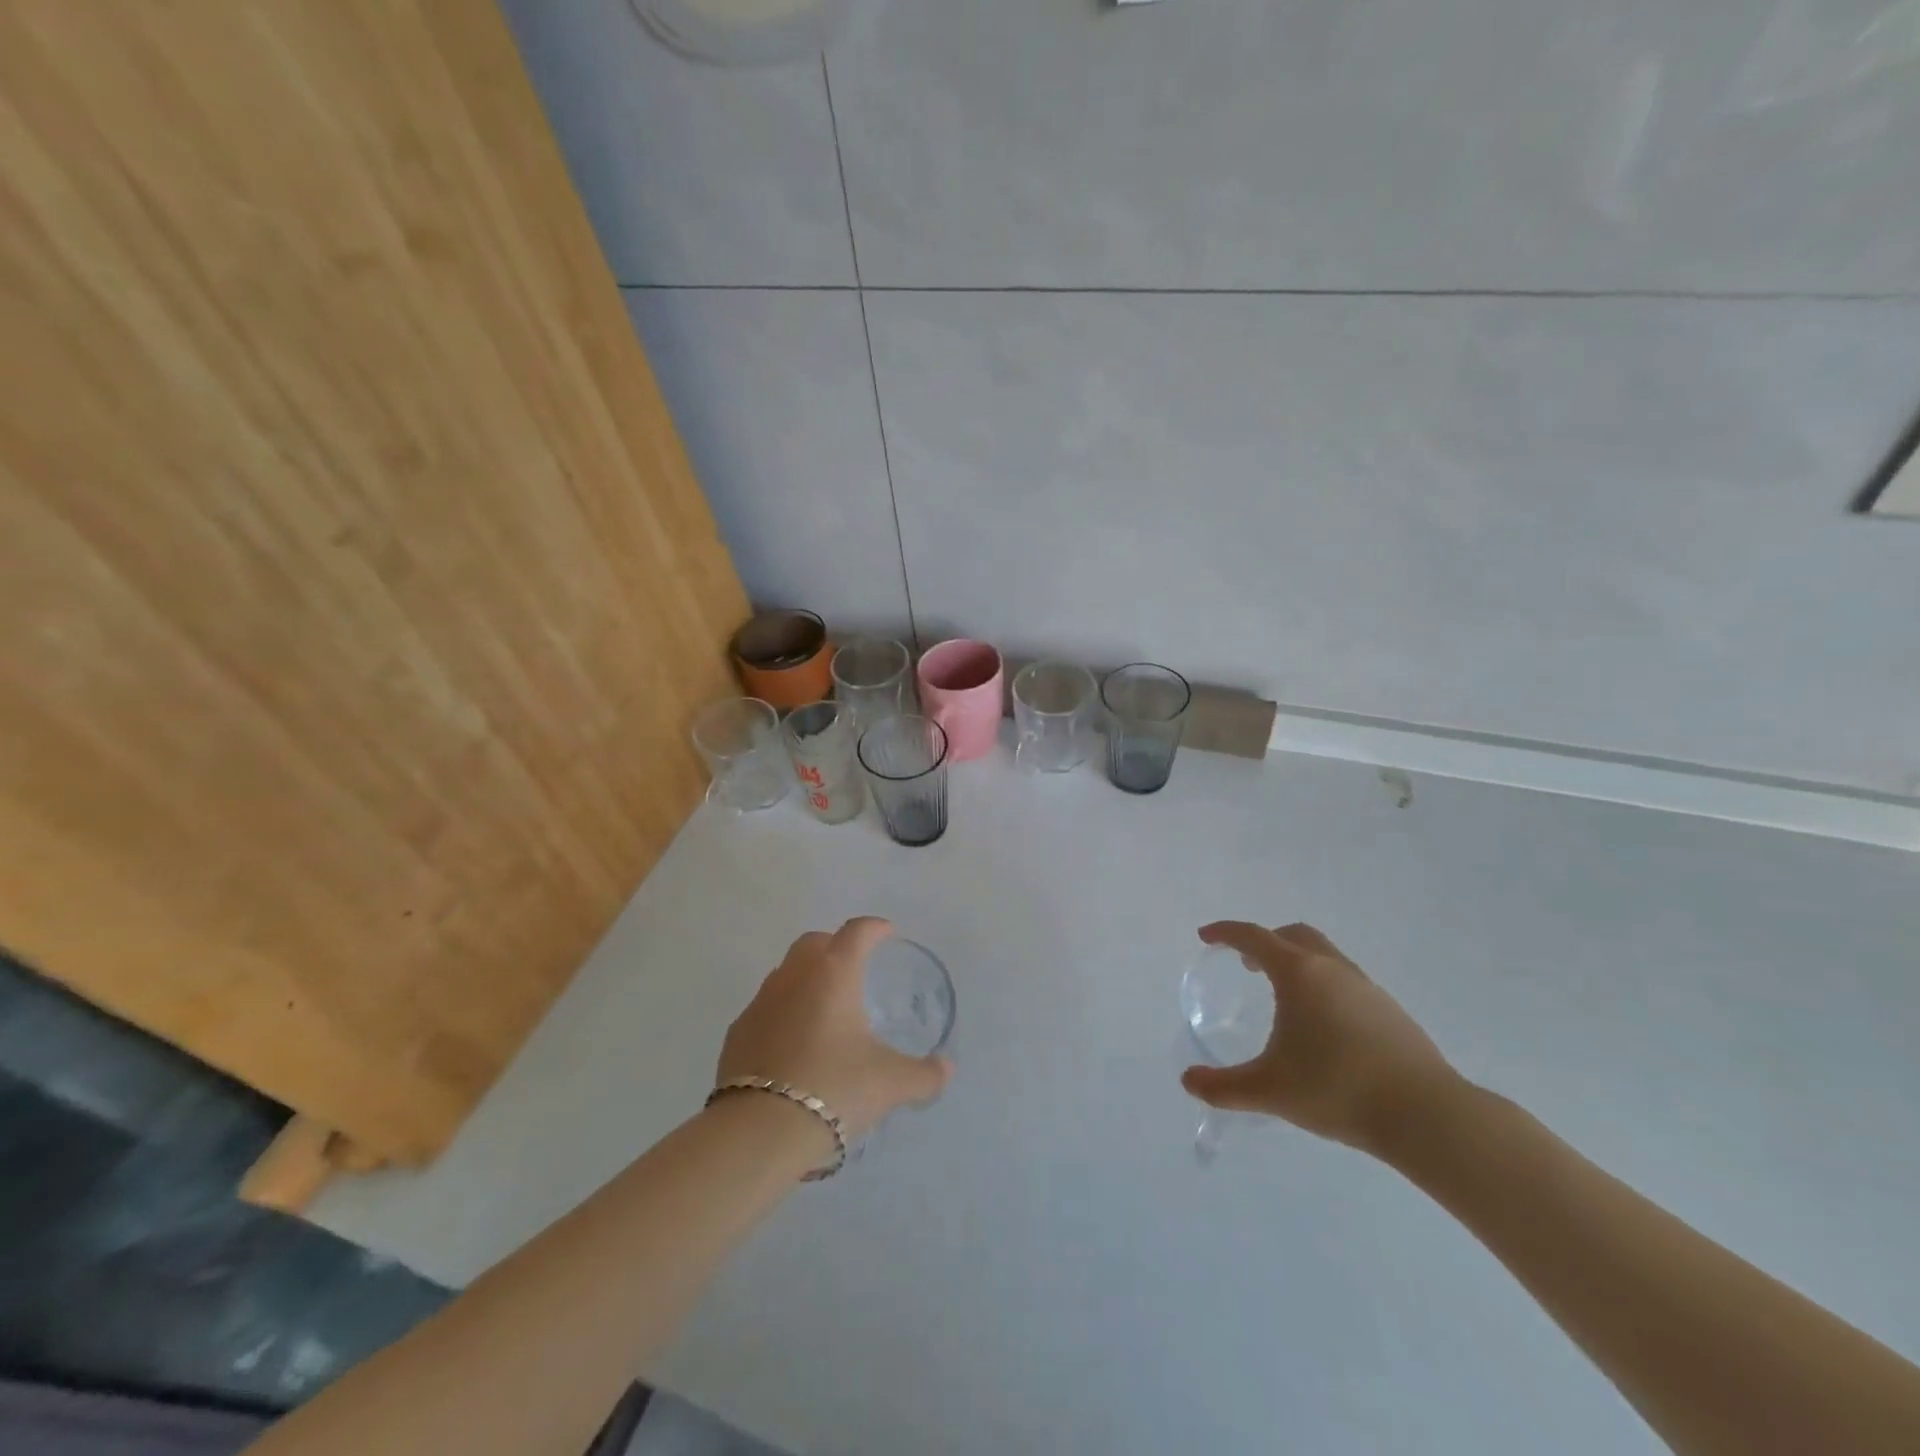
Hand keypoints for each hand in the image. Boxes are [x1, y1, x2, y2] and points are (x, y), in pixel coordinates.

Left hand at [717, 918, 953, 1145]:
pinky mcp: (738, 1032)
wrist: (760, 1131)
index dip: (875, 928)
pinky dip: (782, 1012)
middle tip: (854, 968)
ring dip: (806, 978)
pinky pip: (765, 1008)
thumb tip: (946, 1069)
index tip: (887, 933)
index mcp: (834, 973)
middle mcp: (795, 976)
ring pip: (786, 972)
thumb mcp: (891, 1083)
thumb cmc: (834, 1088)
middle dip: (836, 946)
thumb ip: (925, 1074)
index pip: (857, 931)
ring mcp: (761, 1002)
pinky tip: (793, 1043)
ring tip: (825, 1009)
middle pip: (815, 942)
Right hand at [1180, 922, 1458, 1155]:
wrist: (1426, 1115)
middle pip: (1293, 935)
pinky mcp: (1390, 1011)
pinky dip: (1323, 986)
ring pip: (1324, 956)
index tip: (1207, 937)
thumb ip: (1223, 1087)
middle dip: (1265, 942)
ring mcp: (1367, 987)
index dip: (1226, 933)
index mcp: (1299, 973)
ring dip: (1297, 963)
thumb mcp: (1269, 1090)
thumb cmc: (1337, 1089)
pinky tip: (1323, 1026)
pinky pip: (1346, 981)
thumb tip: (1188, 1082)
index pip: (1254, 937)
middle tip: (1246, 964)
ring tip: (1284, 998)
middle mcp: (1332, 968)